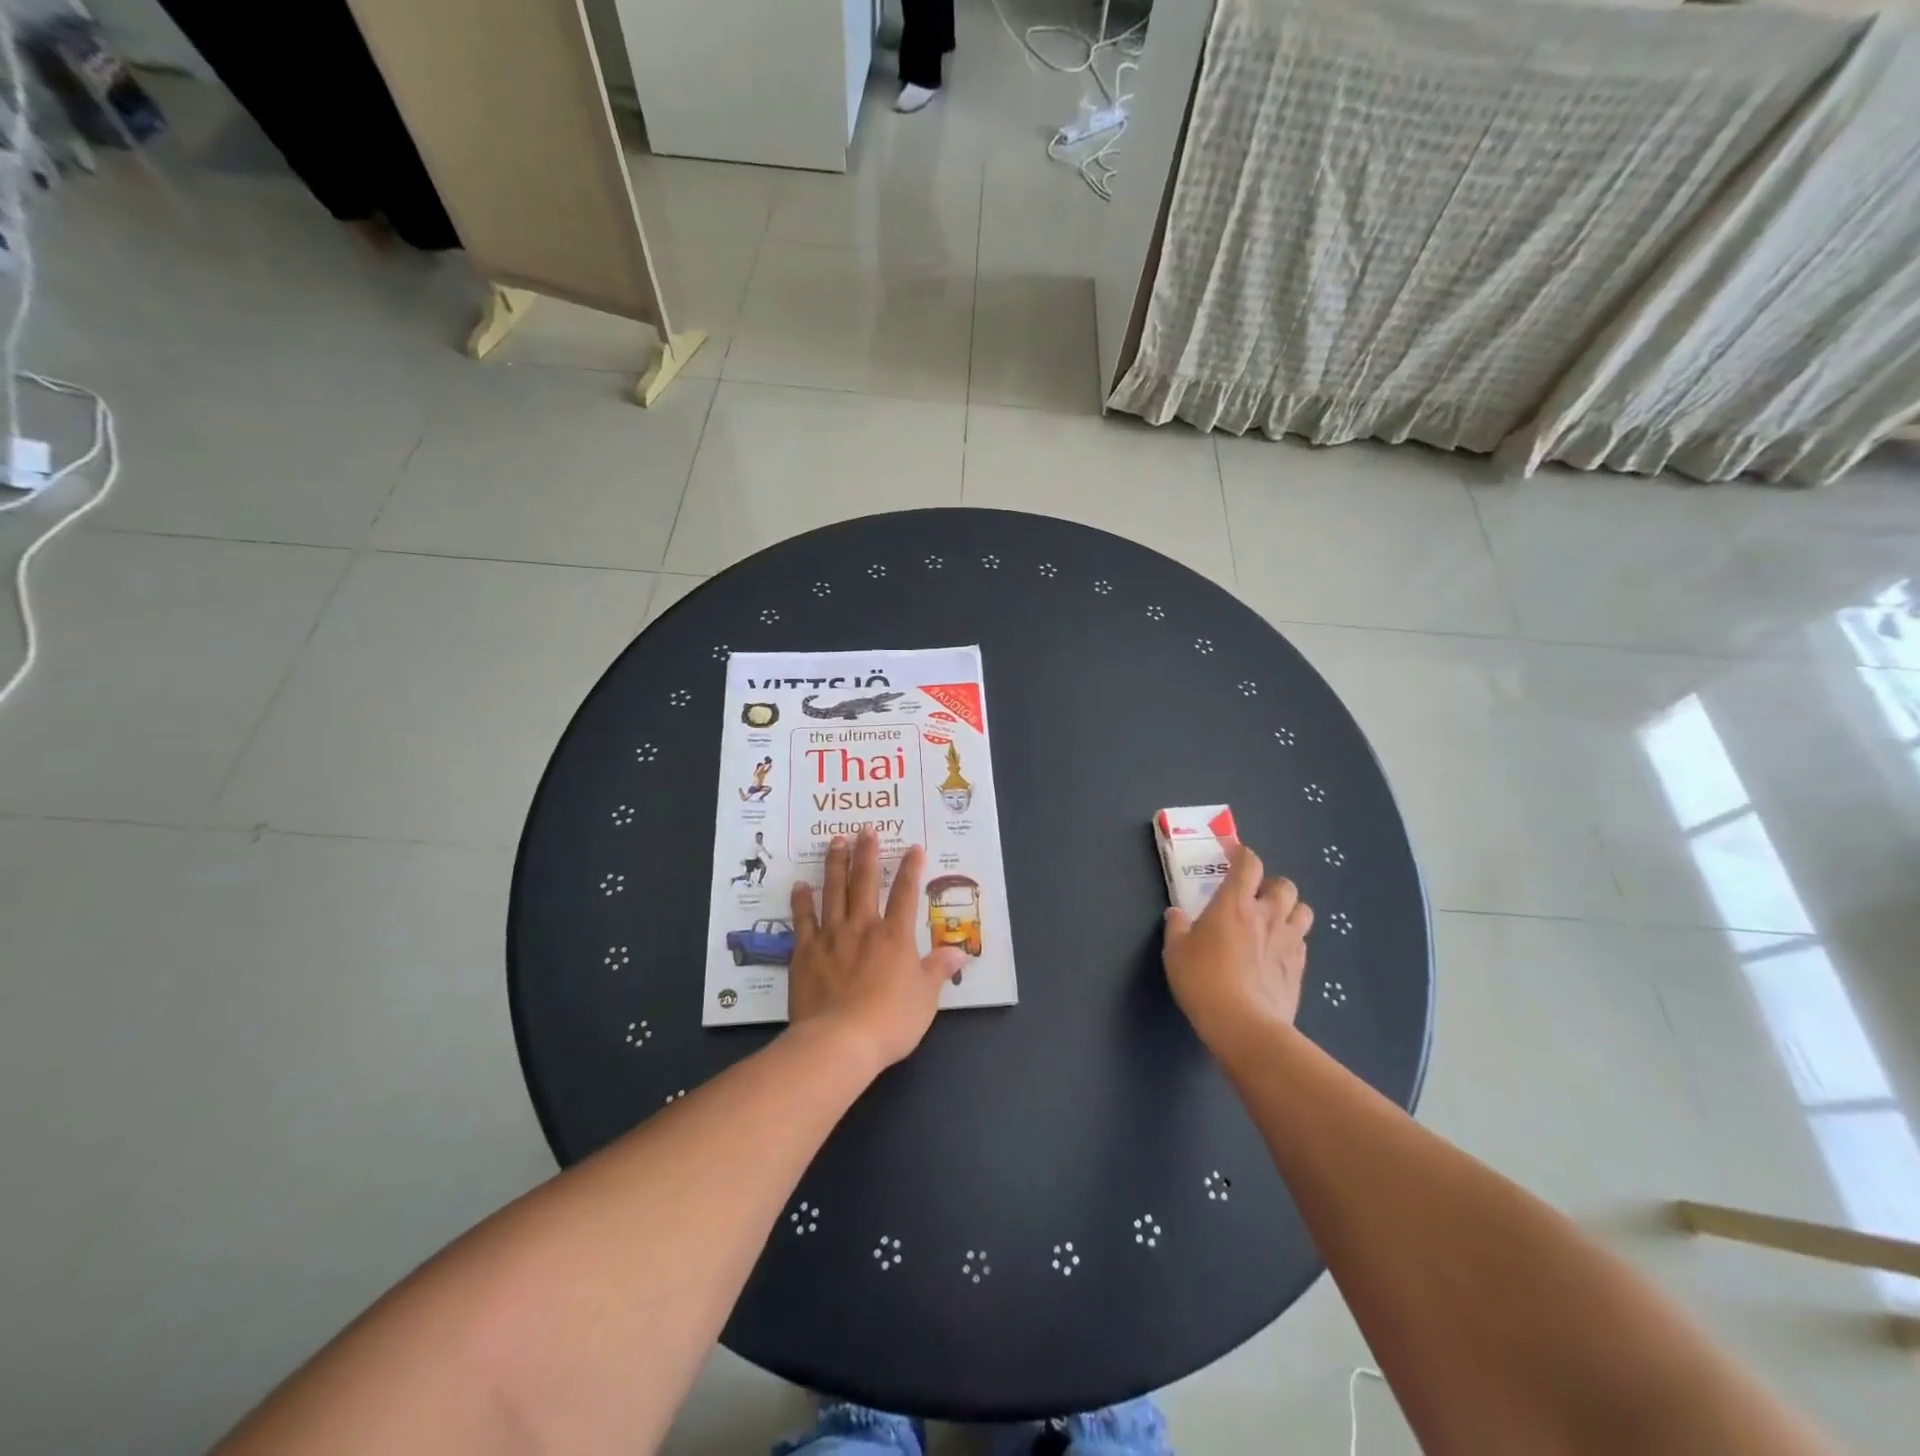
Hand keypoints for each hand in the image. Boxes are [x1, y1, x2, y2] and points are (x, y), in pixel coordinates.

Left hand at [788, 829, 965, 1072]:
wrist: (840, 1041)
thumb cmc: (890, 1021)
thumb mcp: (926, 998)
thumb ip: (938, 970)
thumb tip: (960, 952)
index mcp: (895, 936)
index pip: (906, 894)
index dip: (911, 869)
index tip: (913, 847)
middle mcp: (863, 927)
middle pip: (865, 882)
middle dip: (867, 853)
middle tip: (865, 829)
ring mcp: (831, 936)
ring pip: (833, 891)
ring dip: (835, 864)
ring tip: (835, 841)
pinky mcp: (805, 952)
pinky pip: (803, 920)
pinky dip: (801, 901)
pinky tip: (800, 885)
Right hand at [1162, 841, 1312, 1050]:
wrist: (1245, 1026)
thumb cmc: (1204, 981)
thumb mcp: (1175, 952)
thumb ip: (1177, 927)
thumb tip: (1176, 913)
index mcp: (1235, 904)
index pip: (1249, 864)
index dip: (1243, 855)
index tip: (1234, 856)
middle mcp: (1267, 916)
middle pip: (1284, 885)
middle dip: (1271, 884)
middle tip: (1254, 896)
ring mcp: (1288, 942)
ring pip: (1303, 911)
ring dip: (1290, 910)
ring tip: (1273, 921)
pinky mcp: (1299, 968)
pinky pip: (1302, 942)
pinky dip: (1292, 940)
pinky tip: (1276, 953)